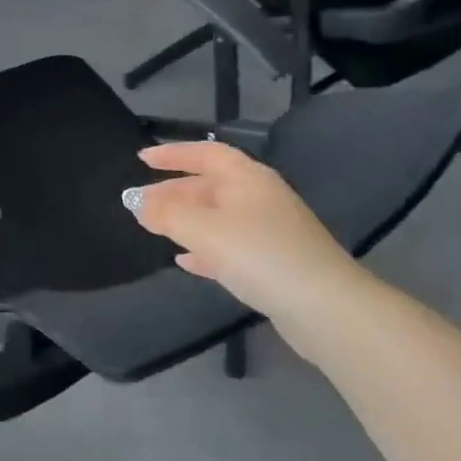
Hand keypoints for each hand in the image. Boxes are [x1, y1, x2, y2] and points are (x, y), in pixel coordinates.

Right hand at [124, 141, 360, 324]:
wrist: (323, 307)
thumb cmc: (260, 254)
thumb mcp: (205, 230)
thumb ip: (167, 214)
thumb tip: (136, 202)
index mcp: (247, 178)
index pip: (205, 153)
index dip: (173, 154)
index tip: (142, 159)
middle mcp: (259, 197)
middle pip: (209, 186)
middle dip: (173, 192)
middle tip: (139, 203)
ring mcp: (269, 231)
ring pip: (217, 217)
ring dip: (185, 221)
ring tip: (154, 228)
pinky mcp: (273, 263)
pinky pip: (229, 246)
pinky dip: (204, 248)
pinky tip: (185, 261)